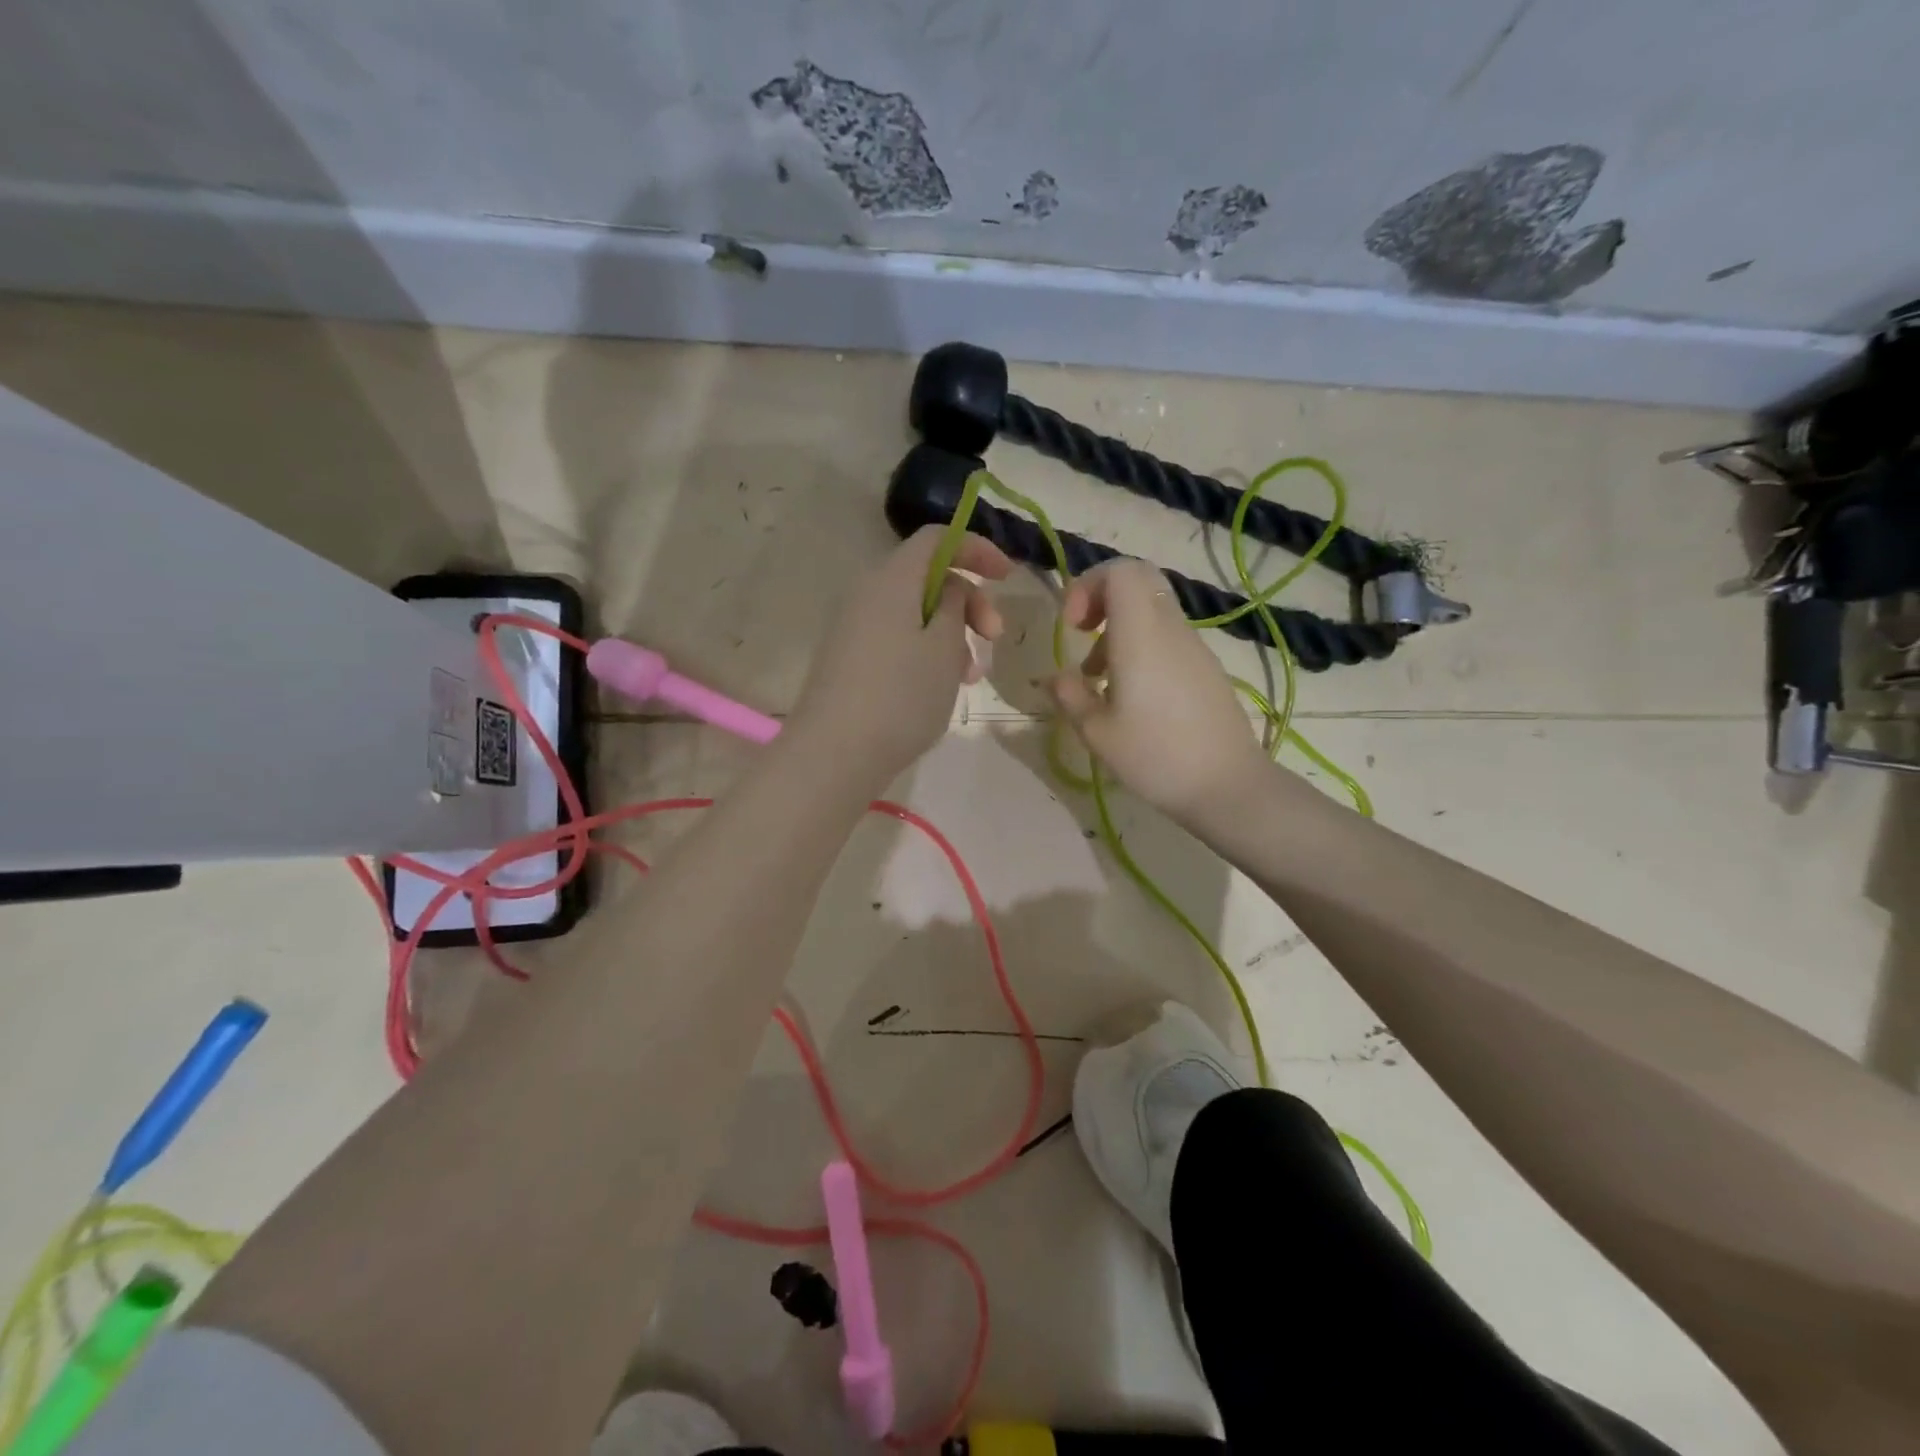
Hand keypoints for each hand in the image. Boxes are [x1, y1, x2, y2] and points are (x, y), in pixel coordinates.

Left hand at [791, 526, 1010, 782]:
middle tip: (993, 638)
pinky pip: (897, 638)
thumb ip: (955, 605)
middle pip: (927, 577)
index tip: (1007, 577)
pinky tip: (941, 688)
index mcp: (891, 579)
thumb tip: (949, 590)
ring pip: (914, 613)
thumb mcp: (944, 647)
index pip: (936, 538)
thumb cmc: (900, 696)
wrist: (835, 754)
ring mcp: (854, 628)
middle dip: (969, 601)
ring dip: (951, 634)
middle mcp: (867, 593)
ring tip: (969, 676)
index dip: (976, 548)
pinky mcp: (849, 659)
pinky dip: (926, 652)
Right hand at [1048, 558, 1266, 823]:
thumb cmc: (1155, 757)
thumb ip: (1070, 696)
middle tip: (1083, 633)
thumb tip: (1055, 677)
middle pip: (1139, 580)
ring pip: (1152, 609)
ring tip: (1099, 678)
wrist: (1227, 786)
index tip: (1073, 627)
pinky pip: (1168, 636)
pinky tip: (1132, 695)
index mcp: (1141, 635)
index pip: (1120, 571)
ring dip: (1119, 628)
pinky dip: (1142, 646)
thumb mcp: (1097, 733)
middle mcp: (1170, 630)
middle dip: (1102, 597)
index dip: (1088, 585)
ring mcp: (1194, 647)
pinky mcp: (1206, 668)